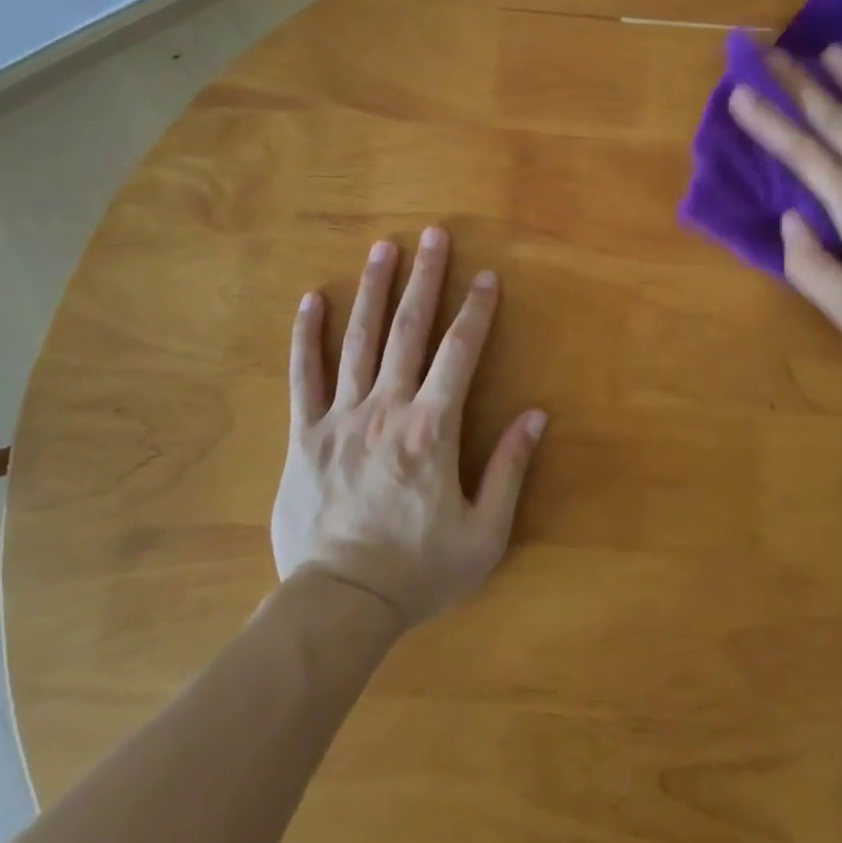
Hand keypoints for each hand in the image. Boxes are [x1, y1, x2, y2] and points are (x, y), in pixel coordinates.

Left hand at [272, 227, 546, 629]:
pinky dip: (308, 336)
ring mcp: (341, 418)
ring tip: (383, 248)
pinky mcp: (305, 435)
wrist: (338, 607)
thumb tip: (537, 415)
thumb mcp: (484, 532)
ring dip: (373, 290)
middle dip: (424, 278)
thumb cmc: (418, 571)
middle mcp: (387, 409)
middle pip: (408, 330)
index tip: (486, 277)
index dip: (476, 311)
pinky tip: (312, 301)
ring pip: (359, 340)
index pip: (460, 353)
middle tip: (433, 235)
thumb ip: (510, 469)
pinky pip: (304, 376)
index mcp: (432, 429)